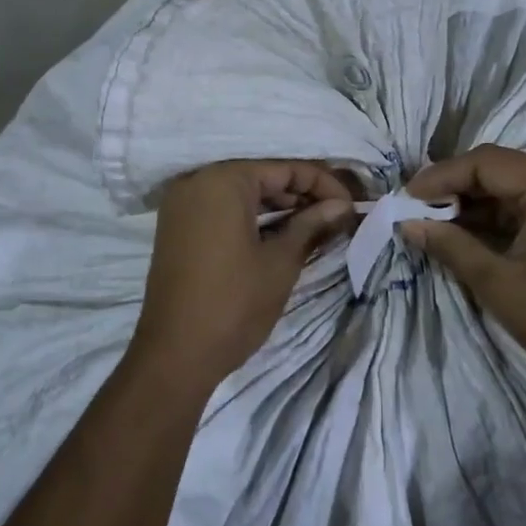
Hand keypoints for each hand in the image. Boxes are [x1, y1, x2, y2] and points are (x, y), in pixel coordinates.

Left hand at [135, 160, 355, 392]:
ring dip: (278, 206)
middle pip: (261, 176)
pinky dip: (251, 216)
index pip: (284, 169)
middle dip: (301, 194)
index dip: (323, 184)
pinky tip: (281, 232)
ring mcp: (182, 204)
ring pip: (241, 193)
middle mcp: (197, 181)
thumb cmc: (234, 304)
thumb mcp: (281, 262)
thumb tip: (342, 206)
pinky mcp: (176, 227)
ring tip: (316, 224)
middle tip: (337, 215)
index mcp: (223, 181)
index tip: (351, 205)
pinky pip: (221, 209)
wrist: (174, 356)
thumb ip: (312, 224)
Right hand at [405, 146, 525, 398]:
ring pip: (517, 186)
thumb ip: (450, 245)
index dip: (442, 176)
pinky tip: (469, 230)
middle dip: (457, 189)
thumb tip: (407, 223)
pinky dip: (502, 216)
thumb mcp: (498, 283)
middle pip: (503, 170)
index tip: (407, 195)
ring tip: (436, 221)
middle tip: (417, 207)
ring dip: (478, 203)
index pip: (488, 163)